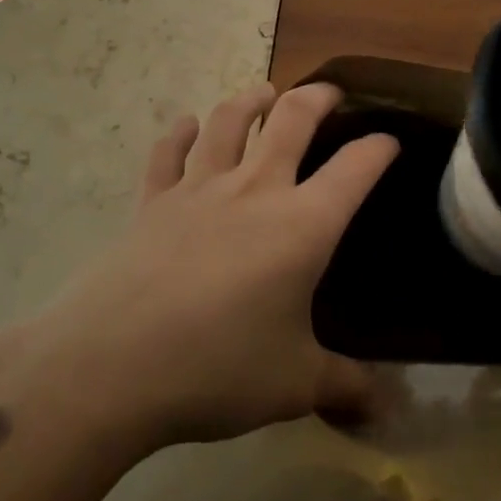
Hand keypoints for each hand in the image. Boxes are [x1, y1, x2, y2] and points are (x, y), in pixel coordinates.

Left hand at [0, 83, 398, 457]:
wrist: (110, 367)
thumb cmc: (216, 369)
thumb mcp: (294, 385)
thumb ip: (344, 387)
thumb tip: (384, 407)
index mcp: (302, 225)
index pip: (356, 169)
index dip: (379, 149)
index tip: (390, 142)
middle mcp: (254, 191)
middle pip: (291, 121)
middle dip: (317, 99)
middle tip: (329, 93)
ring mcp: (198, 191)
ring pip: (227, 123)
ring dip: (249, 101)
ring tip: (263, 93)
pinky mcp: (151, 203)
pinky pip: (167, 154)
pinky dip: (178, 133)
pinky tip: (184, 124)